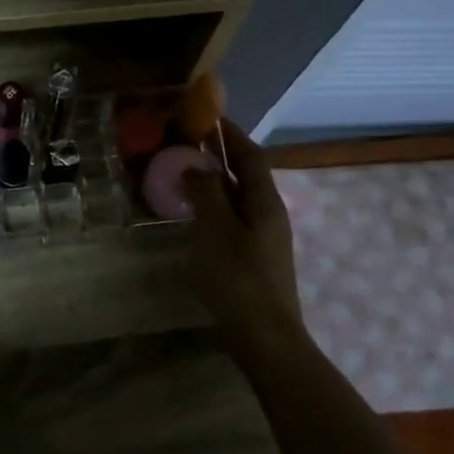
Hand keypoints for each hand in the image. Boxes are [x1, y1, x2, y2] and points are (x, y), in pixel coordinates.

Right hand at [183, 120, 305, 363]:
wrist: (265, 337)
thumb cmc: (239, 279)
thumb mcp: (216, 230)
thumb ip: (206, 193)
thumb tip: (196, 166)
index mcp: (265, 201)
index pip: (250, 155)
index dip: (230, 134)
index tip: (207, 116)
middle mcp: (269, 213)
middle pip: (246, 174)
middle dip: (220, 155)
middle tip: (187, 143)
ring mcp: (264, 236)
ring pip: (239, 196)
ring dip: (215, 181)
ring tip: (184, 172)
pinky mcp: (255, 255)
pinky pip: (234, 217)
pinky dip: (215, 205)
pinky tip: (195, 213)